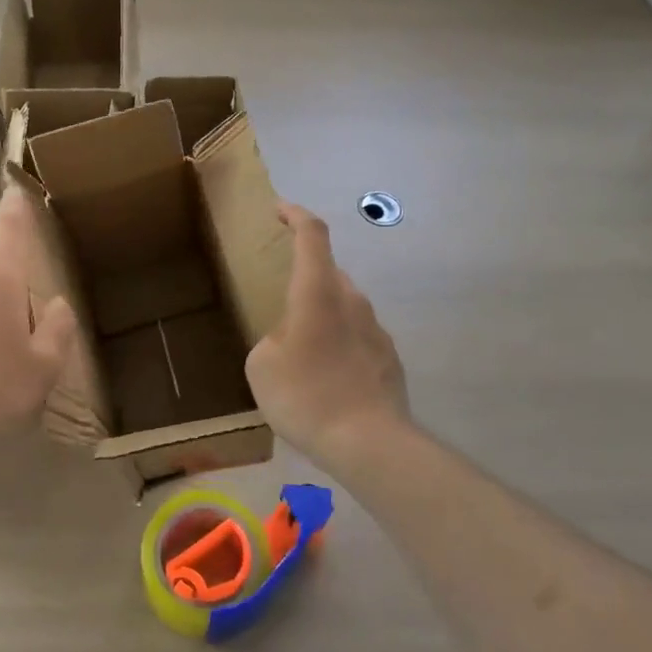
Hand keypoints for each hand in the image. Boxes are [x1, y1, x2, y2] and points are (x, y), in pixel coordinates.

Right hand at [246, 202, 408, 469]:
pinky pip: (357, 338)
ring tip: (301, 354)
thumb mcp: (261, 365)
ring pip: (344, 307)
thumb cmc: (305, 395)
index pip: (311, 235)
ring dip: (322, 317)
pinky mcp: (389, 358)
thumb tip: (289, 339)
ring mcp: (376, 329)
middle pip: (328, 274)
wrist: (368, 443)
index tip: (280, 209)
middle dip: (304, 280)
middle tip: (281, 306)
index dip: (295, 214)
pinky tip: (326, 380)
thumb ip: (272, 338)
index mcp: (317, 292)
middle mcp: (352, 301)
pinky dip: (339, 345)